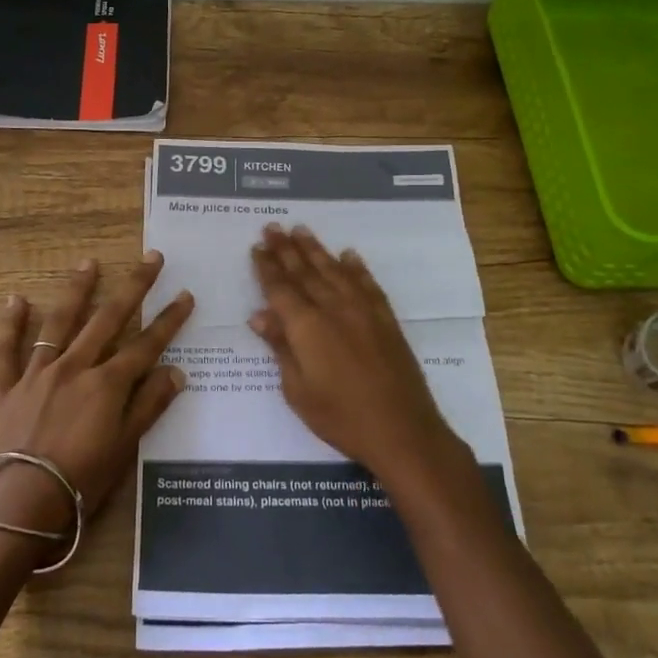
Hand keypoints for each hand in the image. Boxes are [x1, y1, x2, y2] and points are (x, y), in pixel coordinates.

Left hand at [0, 252, 194, 535]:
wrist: (20, 504)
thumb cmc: (81, 482)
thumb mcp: (124, 448)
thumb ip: (150, 406)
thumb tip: (177, 372)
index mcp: (107, 385)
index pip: (146, 345)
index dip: (168, 320)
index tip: (185, 295)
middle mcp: (75, 367)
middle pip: (109, 319)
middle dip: (133, 287)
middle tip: (151, 258)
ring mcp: (37, 374)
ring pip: (60, 323)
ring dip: (77, 291)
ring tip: (88, 263)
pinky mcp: (5, 387)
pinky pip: (5, 350)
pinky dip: (9, 324)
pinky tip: (15, 299)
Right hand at [249, 224, 458, 482]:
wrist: (401, 430)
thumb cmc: (340, 417)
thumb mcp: (297, 390)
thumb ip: (281, 348)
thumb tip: (259, 316)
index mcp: (306, 326)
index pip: (280, 288)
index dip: (266, 267)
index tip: (256, 246)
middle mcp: (333, 308)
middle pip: (304, 272)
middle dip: (286, 249)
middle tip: (272, 227)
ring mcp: (363, 310)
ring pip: (334, 270)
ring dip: (316, 249)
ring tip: (301, 230)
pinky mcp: (385, 319)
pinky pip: (367, 284)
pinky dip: (356, 267)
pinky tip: (348, 255)